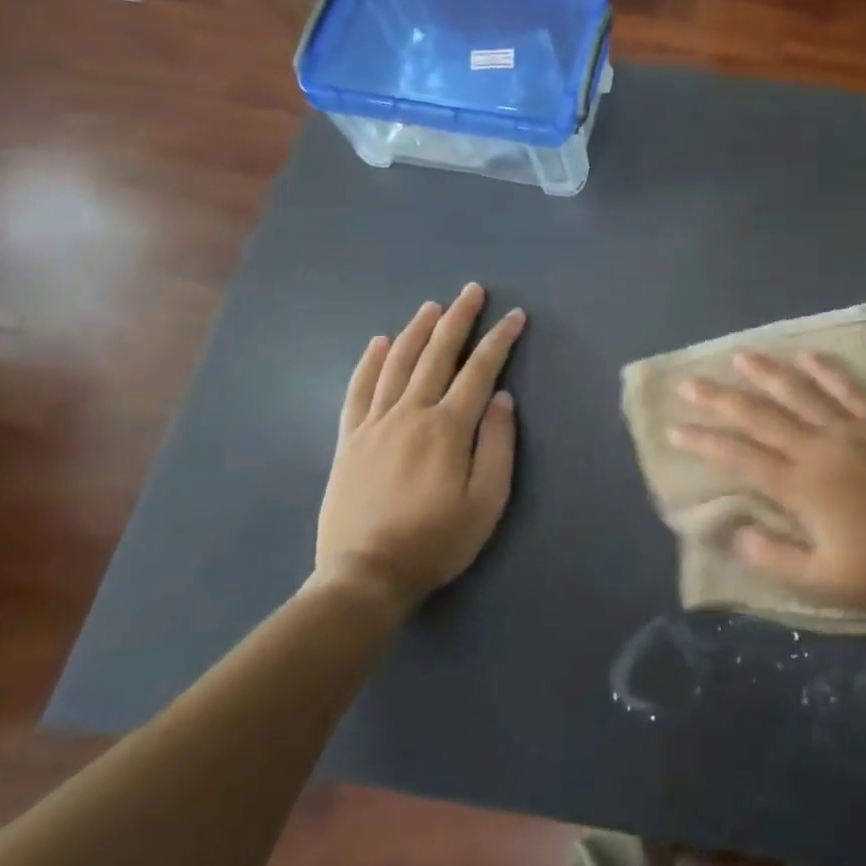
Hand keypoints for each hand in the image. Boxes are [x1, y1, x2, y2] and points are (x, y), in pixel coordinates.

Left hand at [315, 283, 525, 611]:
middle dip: (459, 320)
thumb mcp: (486, 501)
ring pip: (397, 364)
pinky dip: (369, 363)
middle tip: (472, 291)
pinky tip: (377, 343)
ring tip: (432, 307)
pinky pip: (359, 390)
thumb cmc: (436, 541)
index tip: (515, 316)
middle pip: (437, 355)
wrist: (365, 575)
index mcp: (447, 428)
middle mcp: (410, 414)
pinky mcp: (350, 439)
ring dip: (416, 331)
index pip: (479, 371)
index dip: (500, 340)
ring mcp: (375, 424)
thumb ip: (498, 445)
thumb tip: (503, 399)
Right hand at [670, 352, 865, 617]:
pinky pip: (851, 389)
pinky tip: (809, 357)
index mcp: (801, 487)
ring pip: (801, 393)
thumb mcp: (821, 580)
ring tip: (741, 355)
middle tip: (690, 383)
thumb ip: (771, 555)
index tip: (675, 429)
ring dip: (768, 374)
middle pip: (761, 416)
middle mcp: (820, 448)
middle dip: (721, 399)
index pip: (740, 457)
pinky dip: (828, 371)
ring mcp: (853, 430)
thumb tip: (732, 530)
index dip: (704, 442)